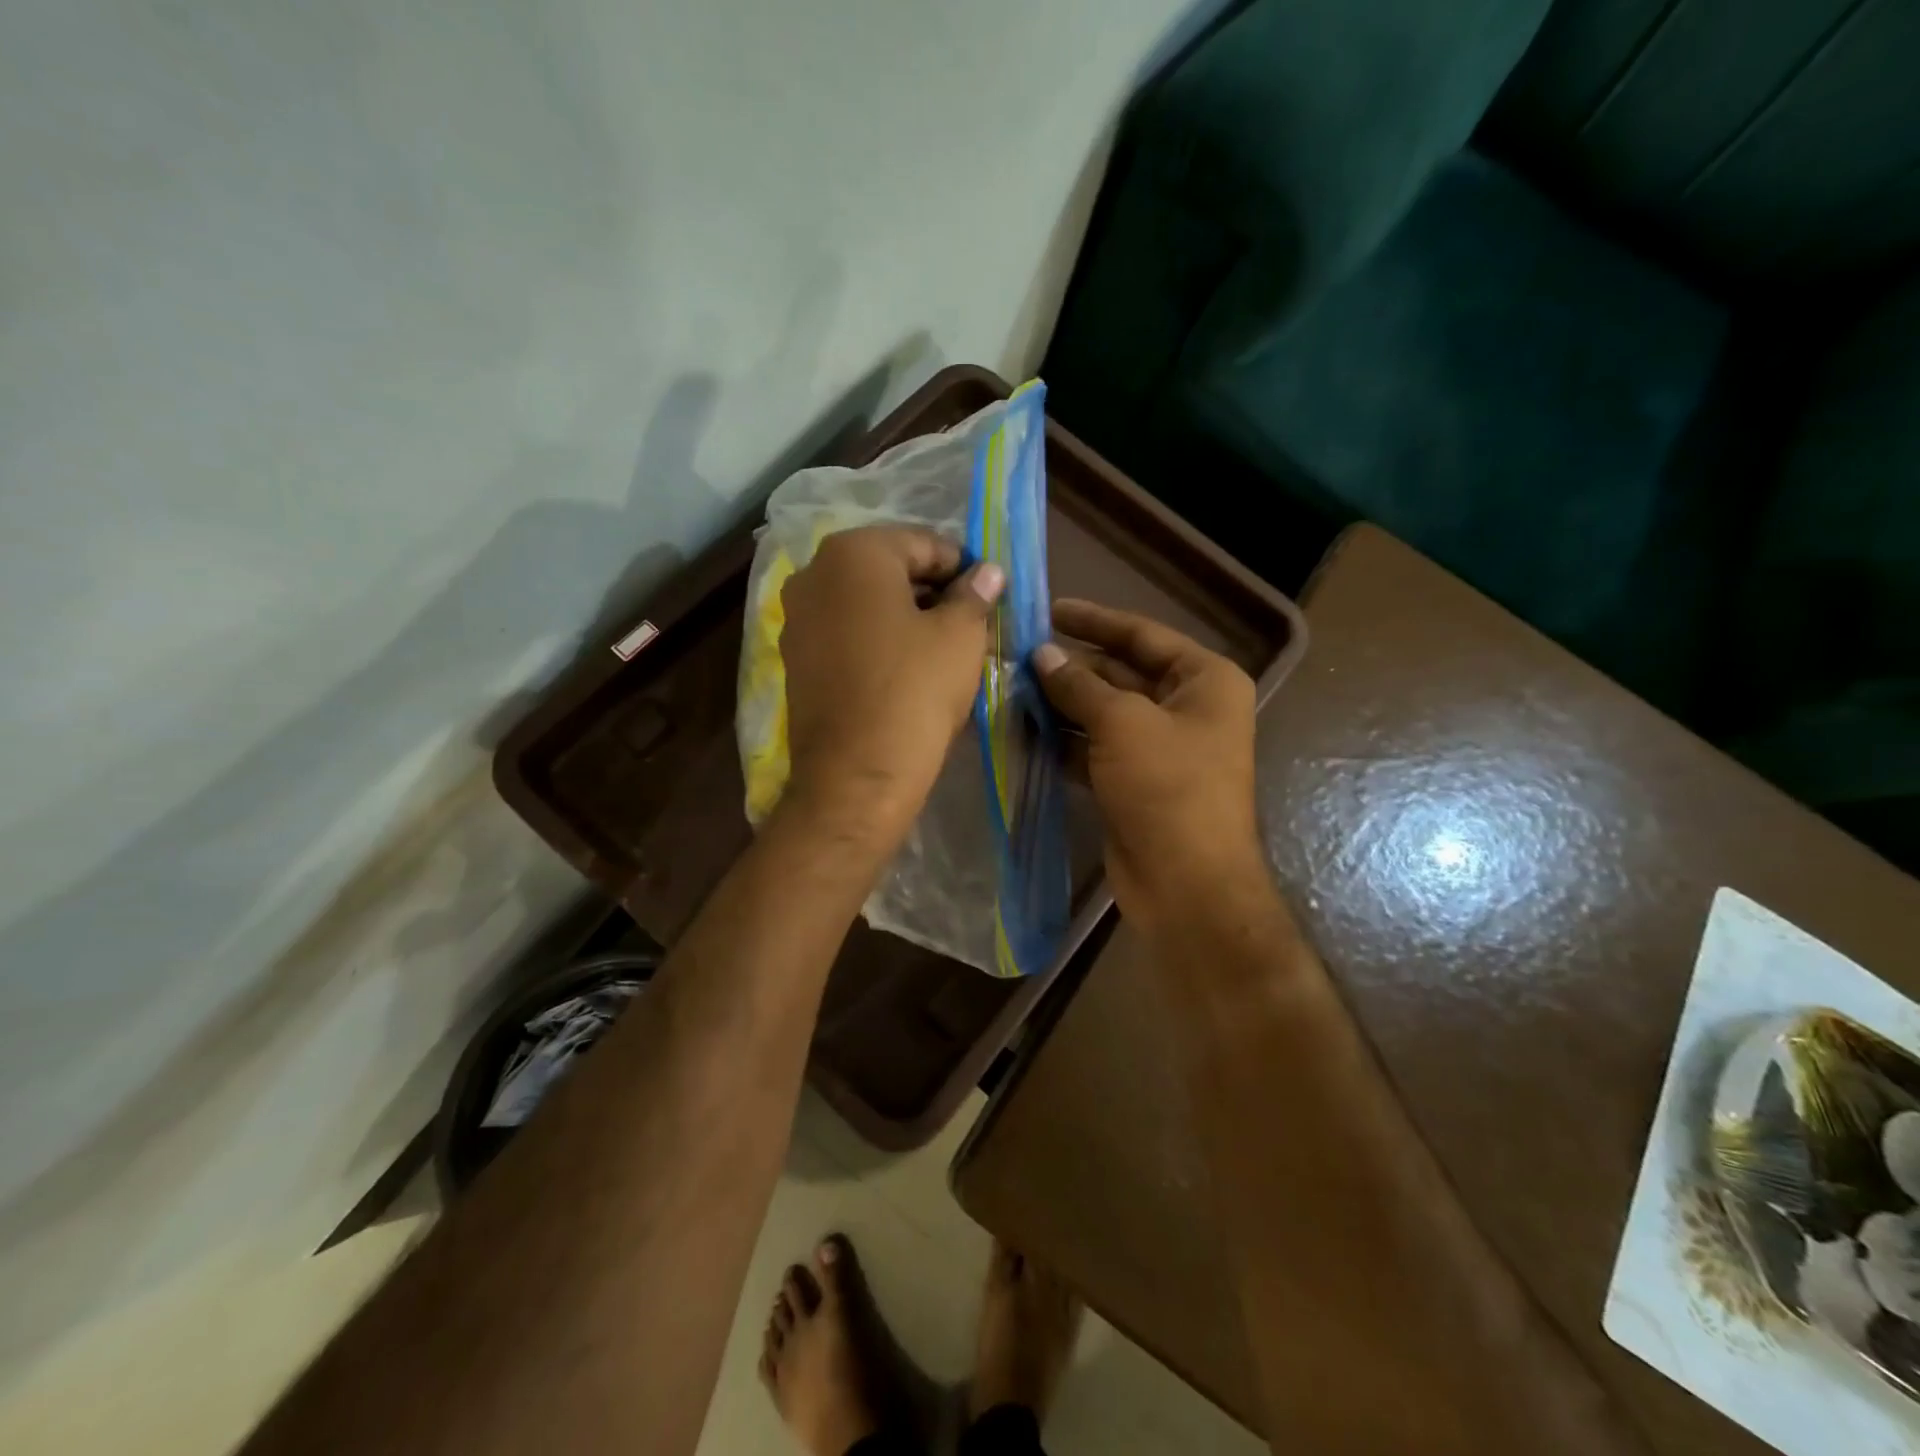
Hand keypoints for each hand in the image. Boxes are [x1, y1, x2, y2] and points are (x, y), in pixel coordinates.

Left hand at [778, 525, 1002, 845]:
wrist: (856, 775)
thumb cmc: (915, 691)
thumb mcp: (961, 636)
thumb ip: (974, 594)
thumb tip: (987, 573)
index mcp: (854, 552)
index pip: (924, 543)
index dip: (963, 567)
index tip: (989, 595)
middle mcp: (814, 573)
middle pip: (889, 570)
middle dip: (932, 591)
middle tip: (970, 622)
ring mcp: (796, 618)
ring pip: (865, 603)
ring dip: (905, 616)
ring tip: (942, 648)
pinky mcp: (795, 659)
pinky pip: (845, 634)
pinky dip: (876, 640)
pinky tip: (905, 669)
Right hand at [1034, 599, 1267, 931]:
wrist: (1186, 884)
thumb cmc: (1167, 788)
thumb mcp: (1122, 723)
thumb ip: (1078, 685)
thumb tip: (1041, 655)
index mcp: (1204, 681)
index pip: (1142, 635)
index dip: (1095, 621)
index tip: (1049, 611)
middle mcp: (1187, 708)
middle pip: (1120, 674)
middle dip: (1070, 668)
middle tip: (1016, 658)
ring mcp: (1160, 748)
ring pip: (1102, 714)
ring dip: (1061, 705)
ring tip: (1010, 691)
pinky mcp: (1134, 782)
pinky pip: (1094, 749)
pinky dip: (1063, 742)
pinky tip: (1023, 732)